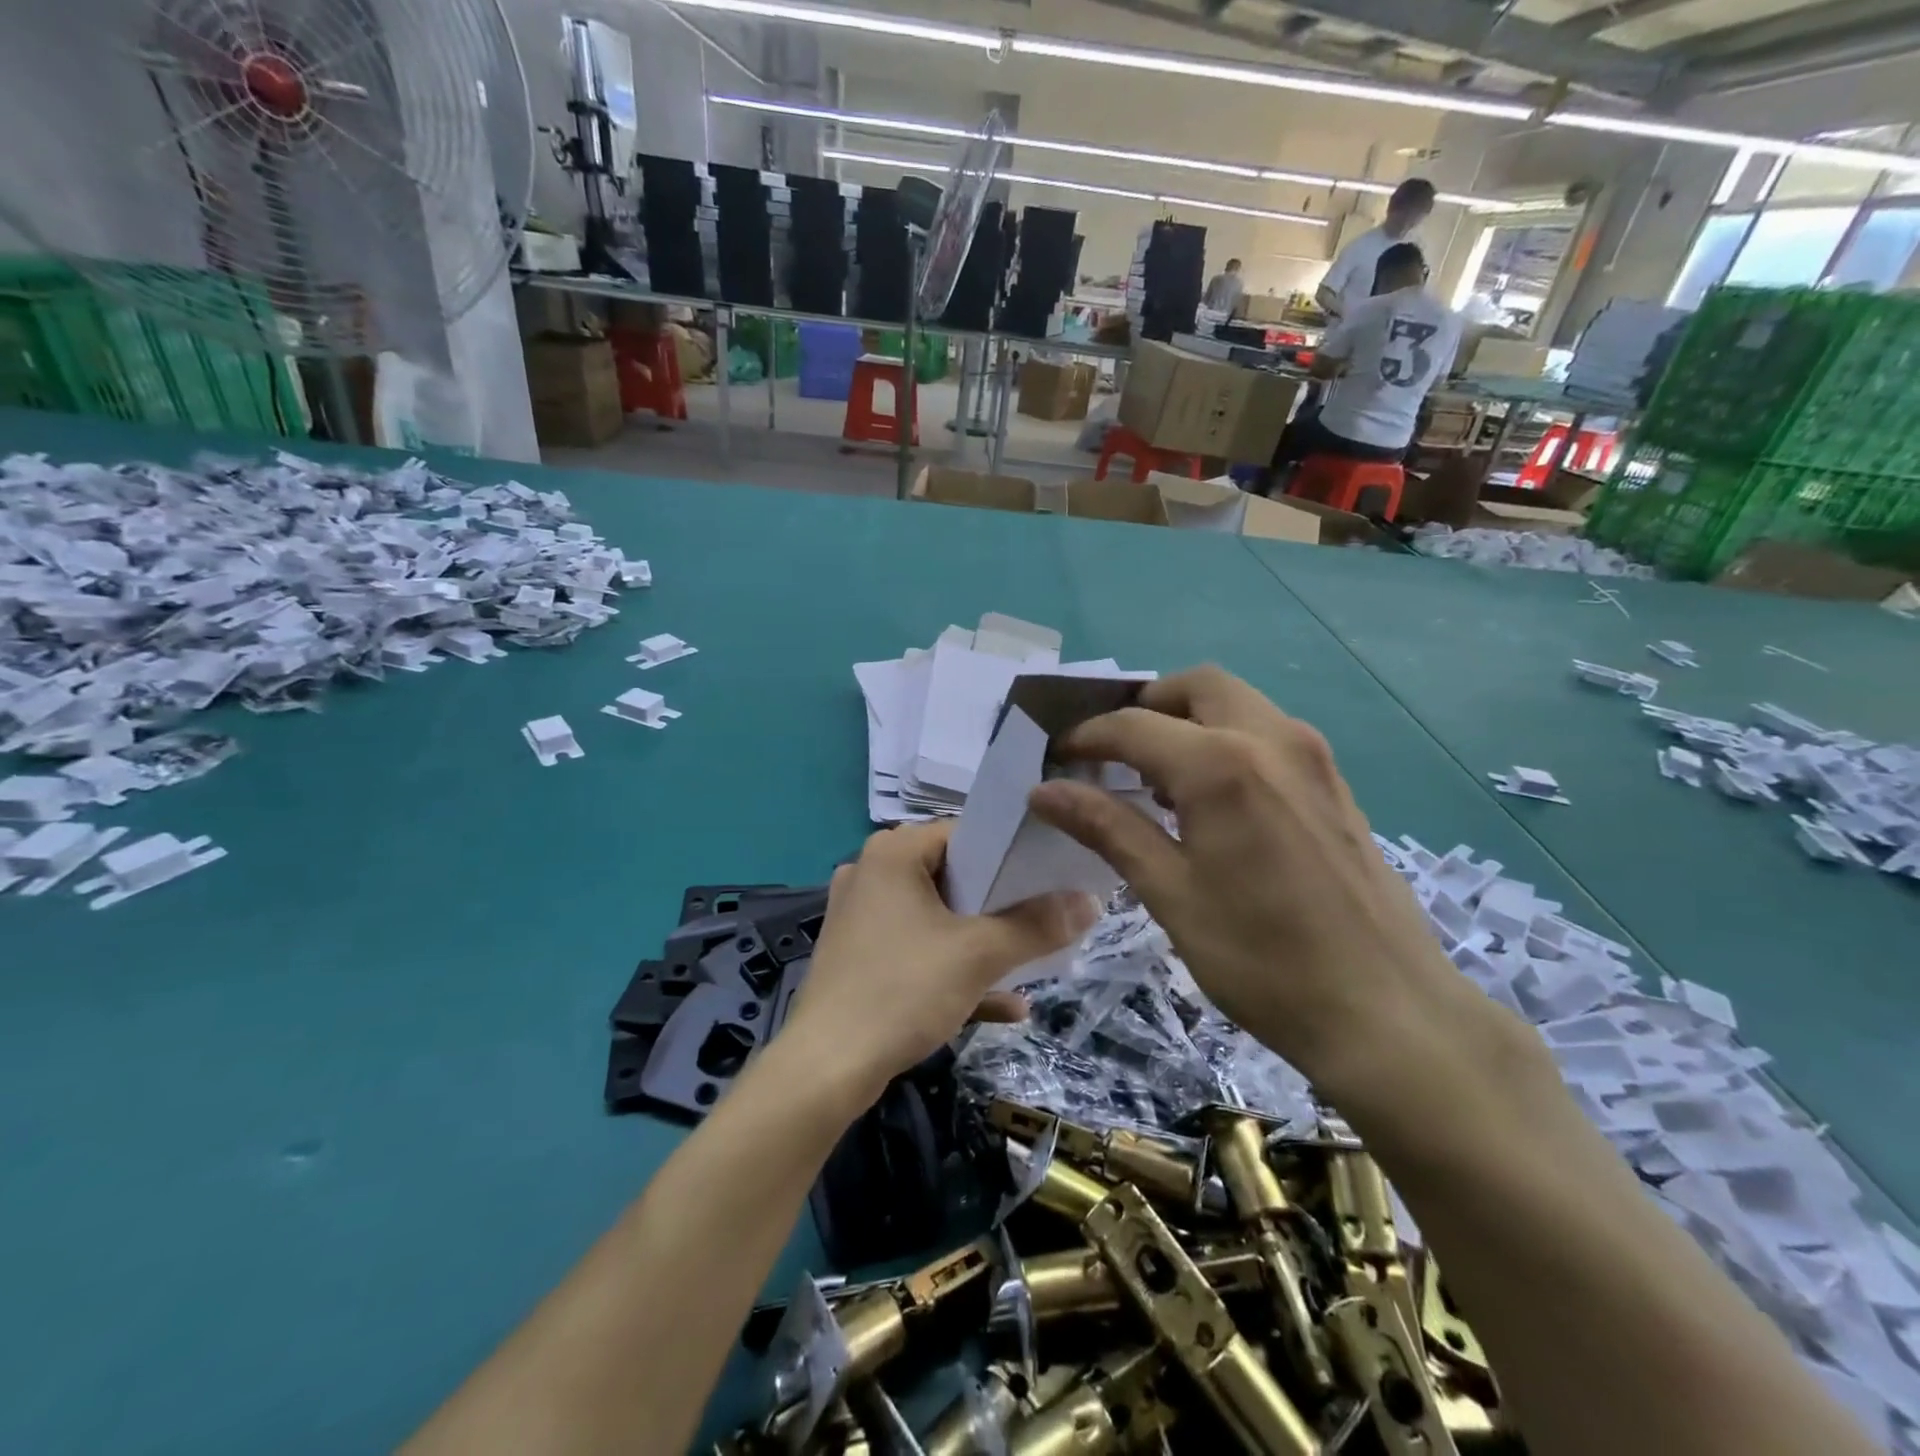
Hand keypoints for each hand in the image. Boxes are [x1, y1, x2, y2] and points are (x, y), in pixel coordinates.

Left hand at [782, 822, 1098, 1100]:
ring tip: (1032, 958)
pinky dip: (955, 970)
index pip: (963, 833)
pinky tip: (1007, 1006)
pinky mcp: (858, 958)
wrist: (826, 1070)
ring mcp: (861, 918)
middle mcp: (871, 875)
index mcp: (892, 854)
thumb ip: (1036, 925)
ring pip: (936, 918)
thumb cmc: (903, 990)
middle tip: (1045, 915)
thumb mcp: (979, 955)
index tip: (1049, 874)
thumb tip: (1092, 900)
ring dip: (983, 941)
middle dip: (1001, 902)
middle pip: (951, 876)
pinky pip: (917, 952)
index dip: (1009, 853)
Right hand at [1027, 667, 1519, 1106]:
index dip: (1088, 738)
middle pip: (1195, 686)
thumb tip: (1044, 790)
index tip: (1058, 758)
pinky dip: (1225, 740)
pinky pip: (1267, 733)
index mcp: (1222, 764)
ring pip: (1237, 703)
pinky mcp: (1333, 783)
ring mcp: (1312, 757)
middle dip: (1145, 706)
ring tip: (1154, 776)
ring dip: (1187, 720)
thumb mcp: (1170, 893)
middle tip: (1112, 753)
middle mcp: (1271, 739)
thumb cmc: (1261, 958)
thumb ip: (1107, 827)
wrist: (1387, 1012)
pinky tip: (1209, 799)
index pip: (1134, 725)